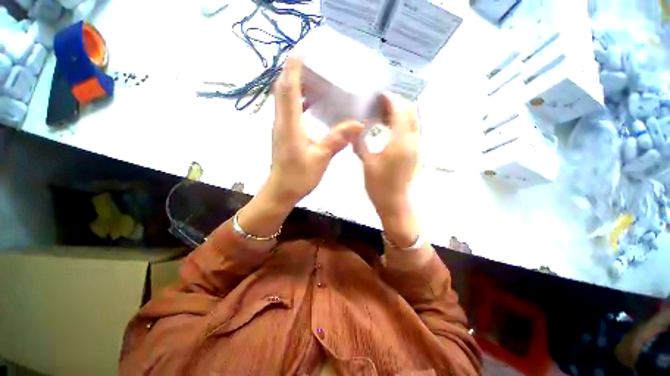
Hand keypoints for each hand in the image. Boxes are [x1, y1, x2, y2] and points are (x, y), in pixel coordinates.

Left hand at [264, 57, 364, 204]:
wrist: (282, 190)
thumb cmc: (299, 176)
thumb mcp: (321, 158)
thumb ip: (337, 139)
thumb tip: (358, 124)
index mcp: (290, 124)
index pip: (288, 89)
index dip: (294, 68)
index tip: (302, 52)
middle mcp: (282, 121)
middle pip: (283, 89)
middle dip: (294, 73)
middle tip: (313, 64)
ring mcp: (281, 127)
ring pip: (285, 99)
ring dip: (296, 86)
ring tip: (315, 80)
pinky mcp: (283, 134)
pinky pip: (289, 111)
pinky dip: (298, 102)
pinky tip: (312, 104)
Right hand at [355, 94, 428, 261]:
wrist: (395, 203)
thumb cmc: (379, 185)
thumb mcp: (367, 163)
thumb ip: (361, 144)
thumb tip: (355, 131)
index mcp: (400, 142)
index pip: (400, 111)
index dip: (390, 100)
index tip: (379, 95)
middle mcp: (413, 140)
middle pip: (411, 112)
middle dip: (398, 103)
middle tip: (381, 103)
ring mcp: (417, 147)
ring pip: (414, 121)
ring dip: (401, 113)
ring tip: (384, 113)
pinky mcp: (415, 153)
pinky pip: (412, 131)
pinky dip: (403, 124)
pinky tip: (390, 128)